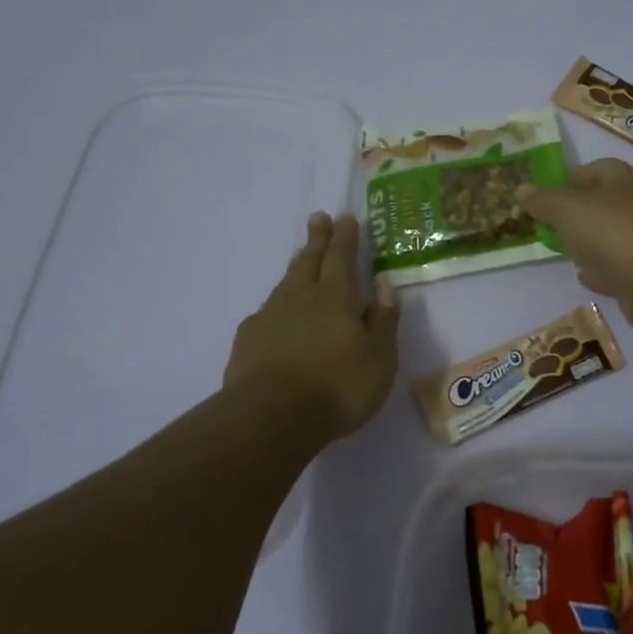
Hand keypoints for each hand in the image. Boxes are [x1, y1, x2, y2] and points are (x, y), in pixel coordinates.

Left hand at [223, 212, 400, 438]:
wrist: (271, 416)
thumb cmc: (338, 387)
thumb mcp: (379, 357)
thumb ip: (383, 319)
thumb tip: (384, 284)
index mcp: (336, 297)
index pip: (341, 258)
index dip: (345, 237)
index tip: (345, 217)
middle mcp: (301, 298)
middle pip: (309, 261)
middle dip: (317, 239)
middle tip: (318, 217)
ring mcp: (270, 317)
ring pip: (286, 283)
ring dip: (296, 267)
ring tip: (301, 256)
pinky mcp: (248, 341)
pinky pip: (266, 312)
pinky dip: (276, 305)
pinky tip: (275, 313)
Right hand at [517, 159, 632, 331]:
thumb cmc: (610, 229)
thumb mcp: (566, 209)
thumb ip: (543, 200)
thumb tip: (521, 189)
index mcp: (621, 178)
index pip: (595, 168)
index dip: (570, 179)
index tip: (547, 197)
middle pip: (604, 204)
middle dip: (579, 215)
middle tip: (553, 227)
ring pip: (612, 237)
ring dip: (592, 244)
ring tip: (567, 253)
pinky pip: (619, 268)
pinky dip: (604, 271)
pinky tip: (586, 278)